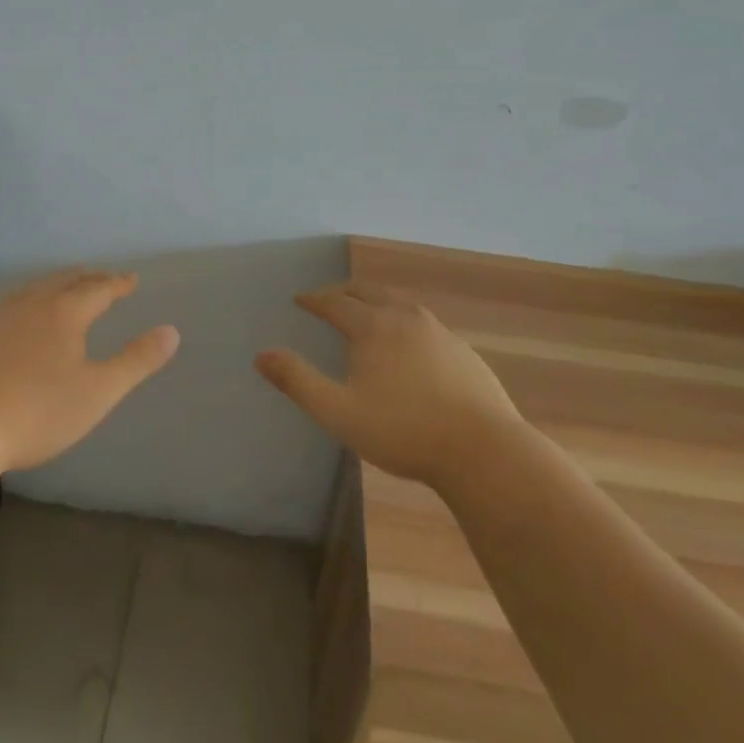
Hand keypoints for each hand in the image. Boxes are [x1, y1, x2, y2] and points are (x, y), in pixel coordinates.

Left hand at [0, 269, 178, 474]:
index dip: (118, 283)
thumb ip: (136, 361)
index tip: (131, 279)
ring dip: (54, 287)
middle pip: (64, 281)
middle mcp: (30, 303)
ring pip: (32, 291)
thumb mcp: (97, 393)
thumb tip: (172, 331)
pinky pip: (6, 308)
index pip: (99, 288)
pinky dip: (24, 306)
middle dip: (87, 278)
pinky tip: (17, 322)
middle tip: (101, 278)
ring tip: (63, 292)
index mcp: (65, 312)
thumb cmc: (34, 412)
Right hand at [256, 281, 520, 487]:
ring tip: (366, 312)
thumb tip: (261, 354)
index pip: (336, 302)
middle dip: (344, 292)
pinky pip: (423, 322)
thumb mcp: (339, 412)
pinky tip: (408, 343)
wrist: (482, 450)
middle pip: (368, 292)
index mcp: (373, 326)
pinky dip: (403, 320)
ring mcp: (438, 331)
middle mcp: (404, 317)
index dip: (315, 300)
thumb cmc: (403, 431)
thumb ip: (298, 381)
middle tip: (328, 299)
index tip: (300, 299)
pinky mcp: (461, 349)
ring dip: (375, 301)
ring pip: (399, 302)